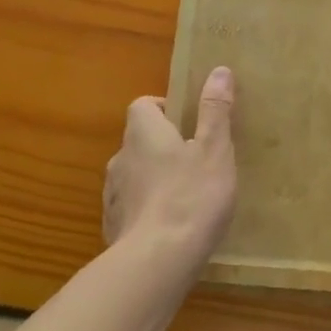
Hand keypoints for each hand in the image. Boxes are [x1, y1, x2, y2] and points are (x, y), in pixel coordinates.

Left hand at [104, 66, 236, 269]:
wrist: (157, 260)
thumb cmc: (192, 196)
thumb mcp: (215, 149)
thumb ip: (215, 110)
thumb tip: (218, 70)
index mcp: (143, 133)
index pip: (143, 105)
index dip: (165, 108)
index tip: (190, 122)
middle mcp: (120, 158)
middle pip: (139, 140)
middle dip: (164, 145)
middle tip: (197, 160)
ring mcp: (112, 194)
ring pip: (134, 174)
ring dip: (154, 178)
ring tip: (186, 195)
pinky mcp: (113, 225)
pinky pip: (131, 206)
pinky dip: (147, 208)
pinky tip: (170, 226)